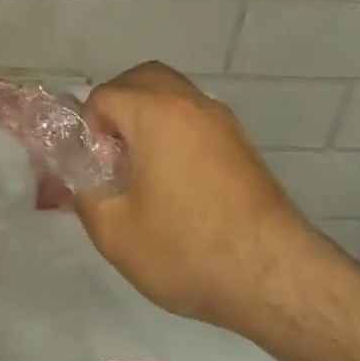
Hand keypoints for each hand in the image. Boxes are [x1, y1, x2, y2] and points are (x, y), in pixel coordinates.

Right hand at [76, 62, 354, 349]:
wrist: (275, 280)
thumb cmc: (185, 249)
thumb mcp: (112, 230)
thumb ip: (84, 193)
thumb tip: (84, 178)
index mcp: (157, 114)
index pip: (103, 96)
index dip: (86, 130)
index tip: (92, 169)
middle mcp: (193, 106)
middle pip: (143, 80)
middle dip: (115, 108)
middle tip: (107, 155)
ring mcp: (224, 125)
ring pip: (173, 97)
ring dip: (146, 119)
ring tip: (137, 170)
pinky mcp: (242, 148)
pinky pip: (194, 121)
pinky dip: (173, 134)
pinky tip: (170, 183)